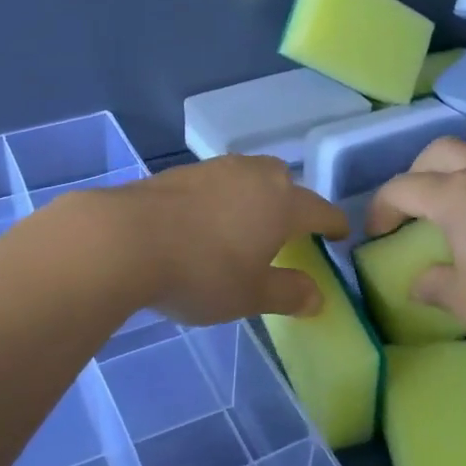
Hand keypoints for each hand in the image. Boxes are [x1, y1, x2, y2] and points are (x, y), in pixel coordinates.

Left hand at [106, 156, 348, 324]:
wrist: (126, 239)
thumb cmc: (202, 272)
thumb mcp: (250, 295)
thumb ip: (287, 293)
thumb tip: (318, 295)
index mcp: (281, 203)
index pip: (319, 210)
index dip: (333, 223)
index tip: (340, 233)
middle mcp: (252, 176)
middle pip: (283, 180)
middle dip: (291, 200)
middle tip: (286, 228)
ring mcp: (214, 169)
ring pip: (247, 175)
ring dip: (253, 194)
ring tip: (244, 222)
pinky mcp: (179, 172)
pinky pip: (215, 181)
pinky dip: (220, 197)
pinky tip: (204, 220)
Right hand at [367, 136, 465, 358]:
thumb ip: (436, 288)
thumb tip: (419, 283)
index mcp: (455, 197)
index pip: (402, 189)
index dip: (381, 208)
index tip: (376, 233)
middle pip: (439, 151)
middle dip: (418, 172)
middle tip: (417, 205)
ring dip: (463, 159)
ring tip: (463, 187)